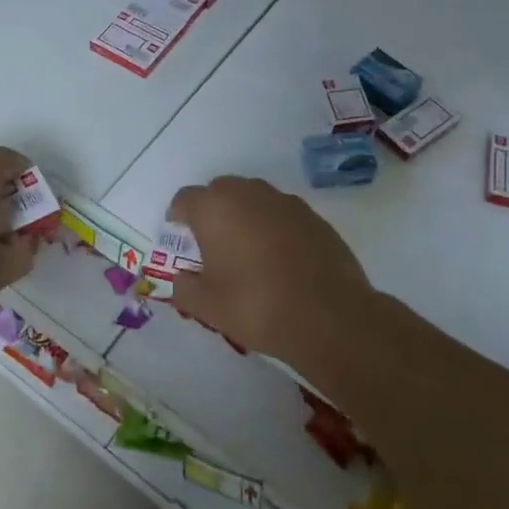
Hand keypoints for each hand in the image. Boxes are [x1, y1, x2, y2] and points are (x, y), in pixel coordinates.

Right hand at [168, 177, 376, 376]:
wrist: (330, 318)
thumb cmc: (256, 306)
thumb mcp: (206, 306)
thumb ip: (184, 288)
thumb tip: (182, 278)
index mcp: (214, 208)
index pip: (185, 199)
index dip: (178, 217)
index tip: (180, 237)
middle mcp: (248, 194)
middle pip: (220, 191)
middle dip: (212, 211)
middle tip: (212, 242)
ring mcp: (285, 202)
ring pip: (253, 198)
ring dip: (244, 215)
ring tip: (247, 249)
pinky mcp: (314, 217)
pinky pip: (282, 214)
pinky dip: (273, 227)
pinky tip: (279, 257)